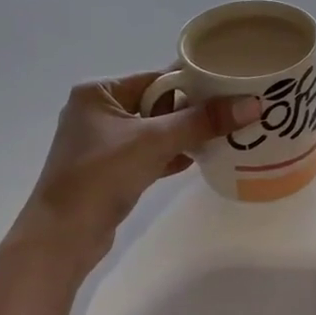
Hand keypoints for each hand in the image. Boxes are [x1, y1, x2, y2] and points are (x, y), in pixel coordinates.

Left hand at [16, 72, 258, 257]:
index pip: (157, 78)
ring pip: (156, 130)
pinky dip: (173, 154)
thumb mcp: (155, 141)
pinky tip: (201, 159)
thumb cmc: (101, 176)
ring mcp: (103, 143)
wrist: (62, 237)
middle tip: (234, 113)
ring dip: (186, 134)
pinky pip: (150, 153)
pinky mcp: (110, 170)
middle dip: (194, 111)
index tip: (231, 86)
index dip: (194, 83)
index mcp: (99, 92)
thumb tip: (253, 104)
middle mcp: (98, 112)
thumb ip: (203, 121)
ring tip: (226, 135)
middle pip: (159, 103)